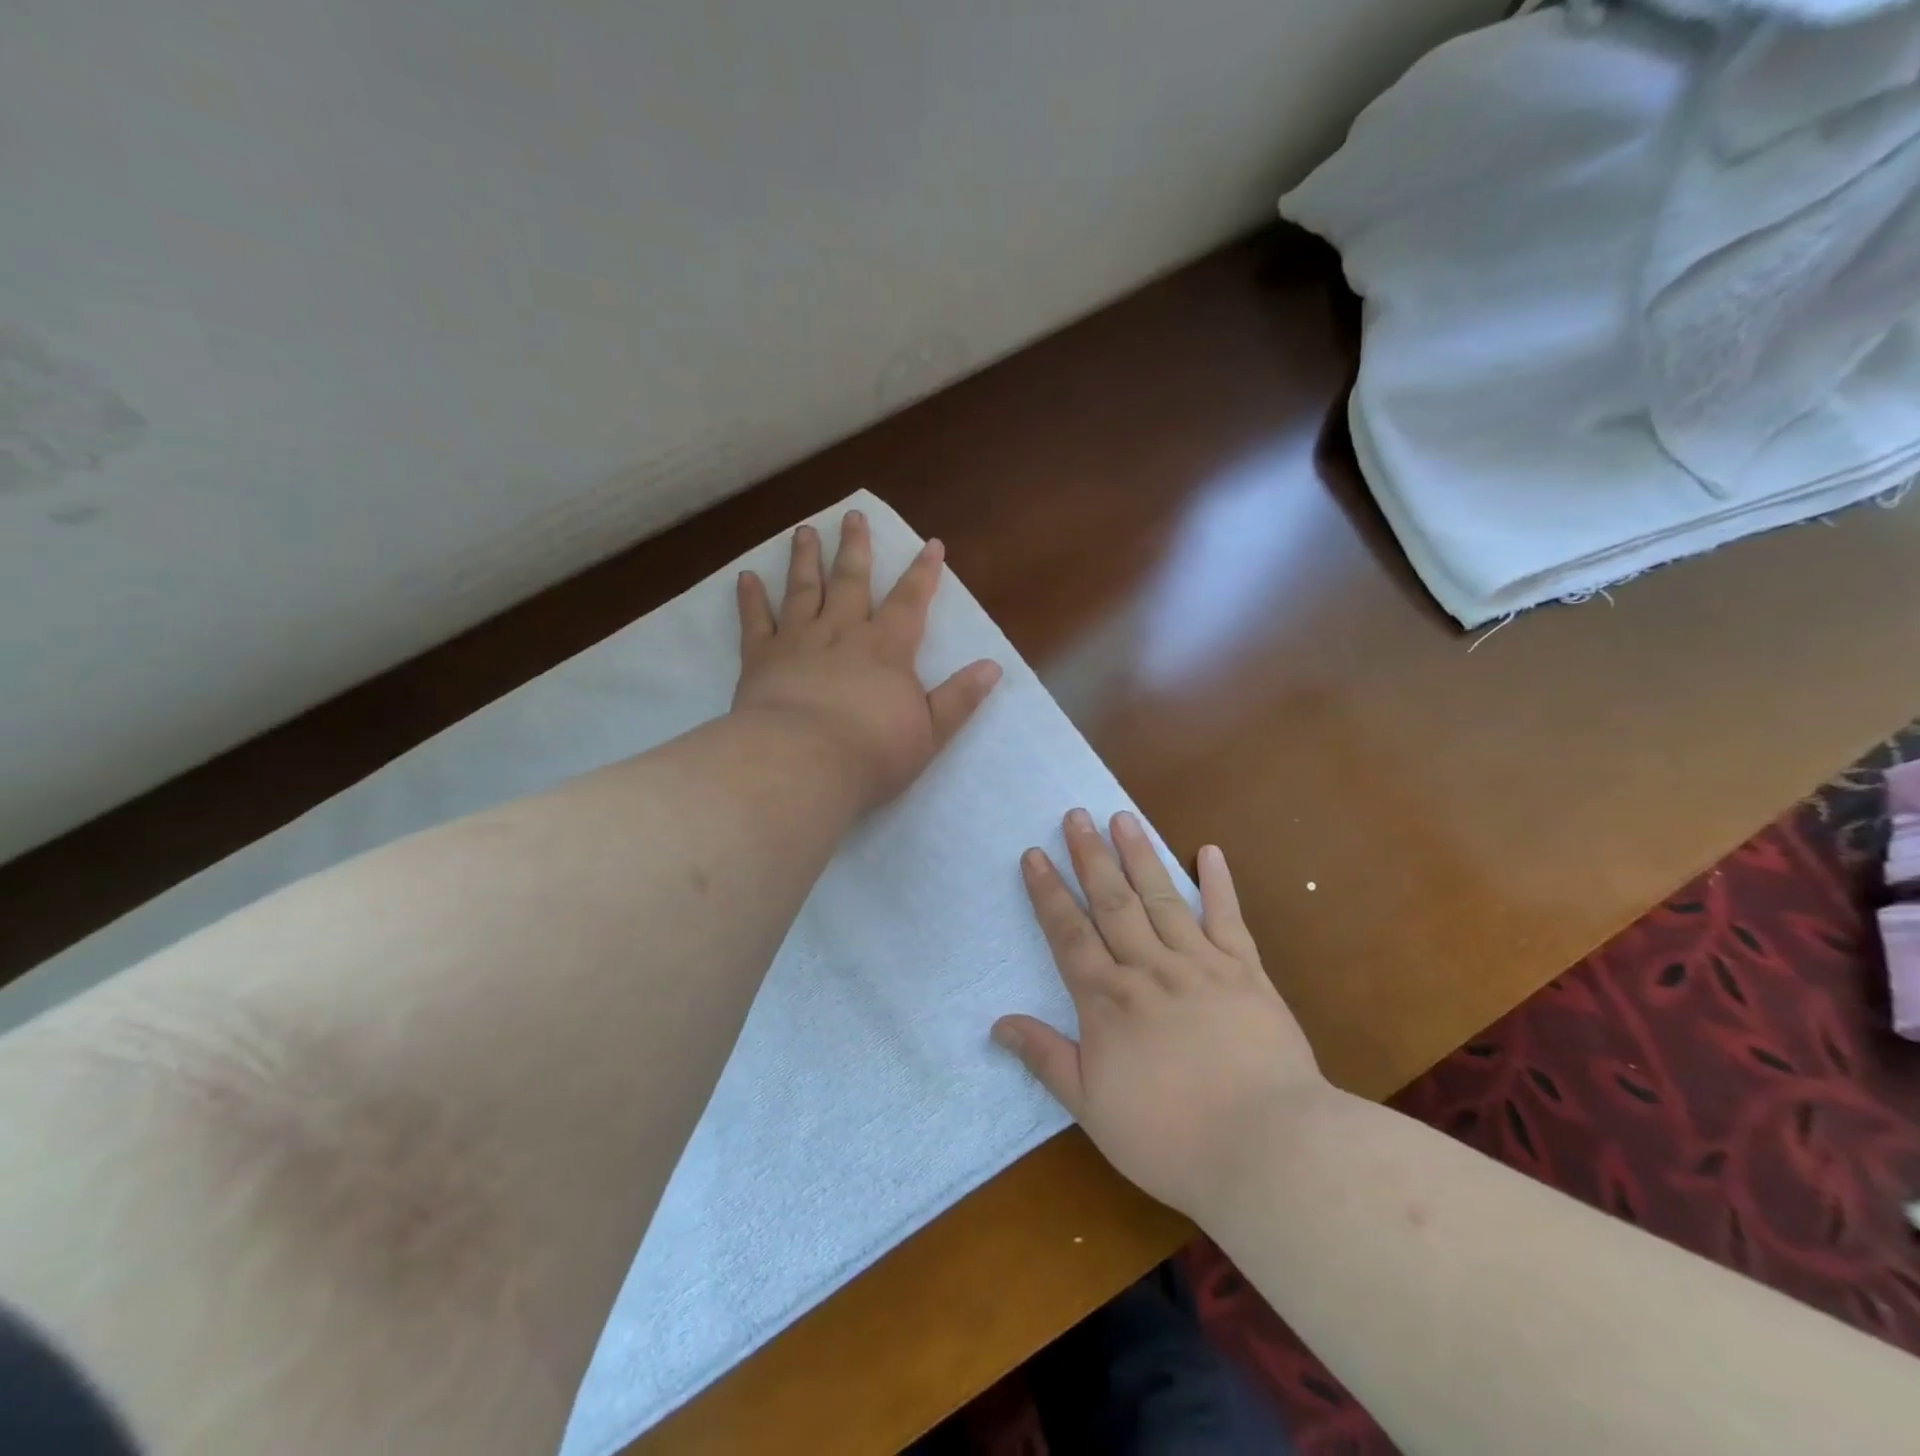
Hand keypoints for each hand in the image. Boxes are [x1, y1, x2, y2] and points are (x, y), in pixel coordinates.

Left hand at [733, 510, 1001, 810]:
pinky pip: (755, 621)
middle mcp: (842, 632)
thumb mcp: (931, 731)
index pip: (910, 601)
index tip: (931, 544)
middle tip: (852, 515)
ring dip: (805, 559)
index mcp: (886, 648)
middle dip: (855, 547)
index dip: (923, 572)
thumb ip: (959, 698)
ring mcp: (798, 640)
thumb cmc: (872, 752)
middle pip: (850, 580)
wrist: (803, 763)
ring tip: (804, 531)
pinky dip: (750, 599)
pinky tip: (746, 578)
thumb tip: (993, 667)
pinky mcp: (760, 658)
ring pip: (802, 589)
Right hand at [993, 810, 1327, 1218]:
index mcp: (1108, 1000)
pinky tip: (1210, 851)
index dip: (1048, 893)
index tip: (1034, 855)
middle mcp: (1148, 969)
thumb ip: (1047, 1059)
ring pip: (1161, 898)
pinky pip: (1228, 918)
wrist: (1268, 1149)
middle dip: (1090, 856)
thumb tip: (999, 1023)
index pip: (1068, 934)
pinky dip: (1219, 884)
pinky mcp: (1246, 972)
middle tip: (1075, 815)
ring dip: (1140, 855)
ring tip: (1122, 817)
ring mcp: (1200, 965)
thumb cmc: (1171, 1138)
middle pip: (1112, 901)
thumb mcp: (1092, 1108)